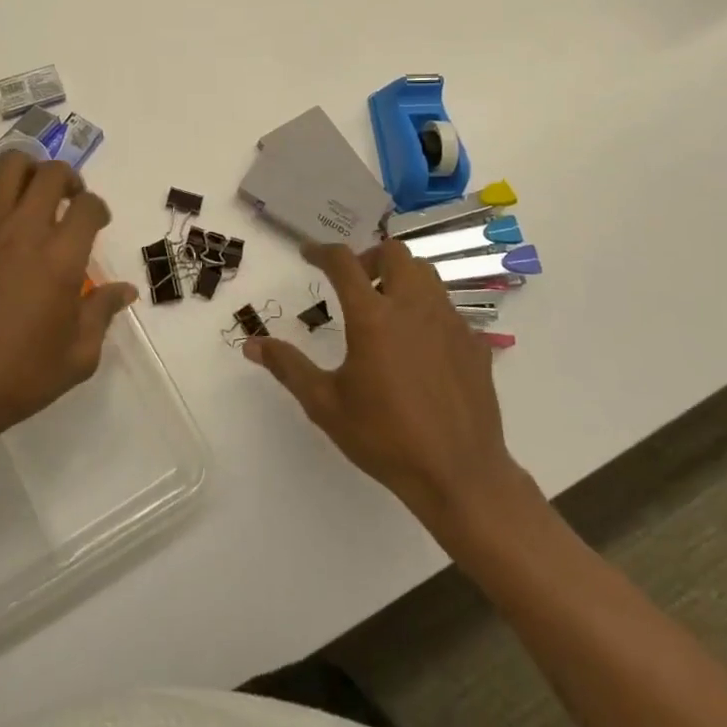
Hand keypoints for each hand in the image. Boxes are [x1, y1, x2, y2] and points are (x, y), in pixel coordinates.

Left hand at [0, 150, 136, 462]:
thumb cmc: (18, 378)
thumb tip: (124, 290)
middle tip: (69, 199)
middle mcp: (22, 231)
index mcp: (60, 258)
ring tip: (32, 199)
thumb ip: (102, 313)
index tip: (97, 222)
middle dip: (68, 178)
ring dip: (28, 175)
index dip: (98, 209)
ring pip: (8, 168)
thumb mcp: (77, 356)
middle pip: (50, 173)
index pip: (88, 205)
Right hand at [243, 240, 530, 540]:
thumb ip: (288, 367)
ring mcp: (450, 322)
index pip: (343, 262)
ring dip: (401, 277)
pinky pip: (448, 308)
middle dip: (369, 257)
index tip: (308, 254)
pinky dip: (427, 310)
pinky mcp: (474, 344)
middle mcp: (413, 307)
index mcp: (373, 316)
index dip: (321, 251)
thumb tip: (252, 344)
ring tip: (386, 307)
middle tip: (354, 282)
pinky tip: (419, 345)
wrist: (459, 475)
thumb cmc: (385, 438)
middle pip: (394, 253)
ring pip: (426, 274)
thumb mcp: (325, 404)